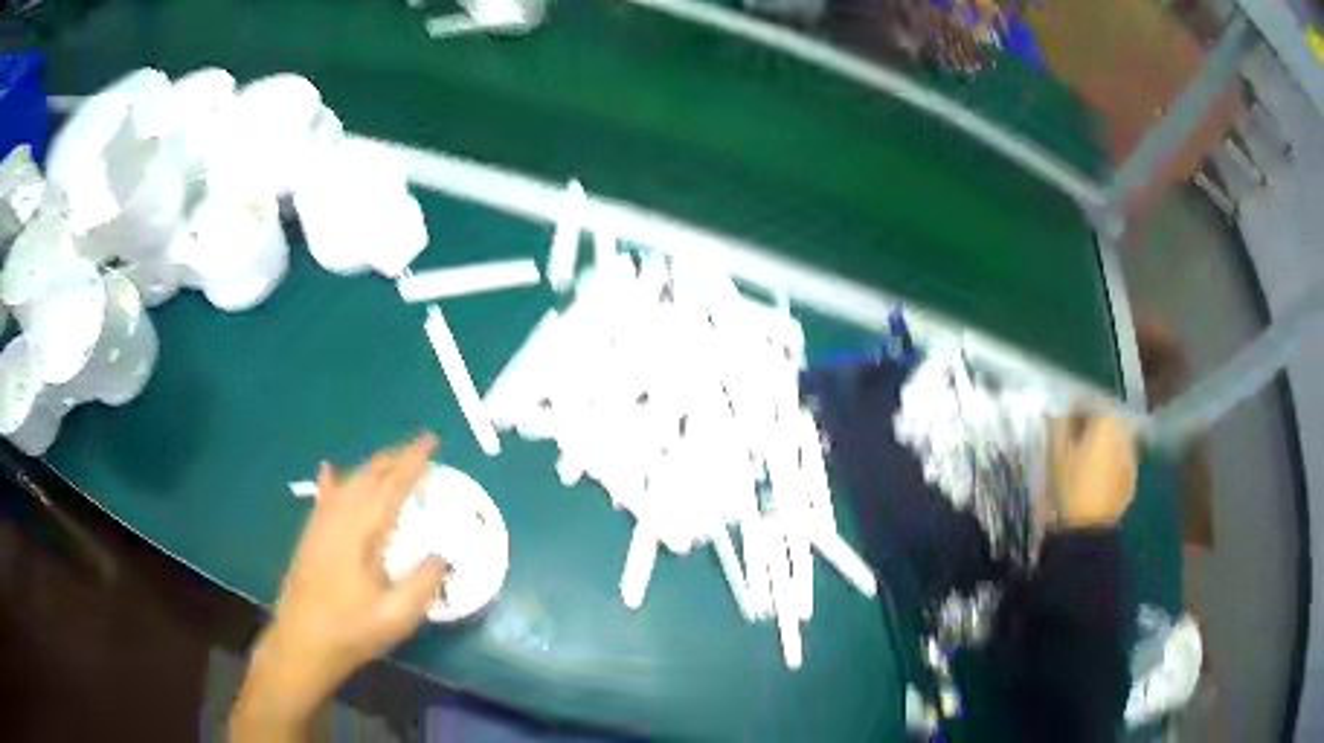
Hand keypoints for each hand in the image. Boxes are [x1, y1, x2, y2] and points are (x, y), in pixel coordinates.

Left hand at [230, 434, 446, 739]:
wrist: (301, 643)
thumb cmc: (351, 631)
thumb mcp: (396, 616)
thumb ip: (422, 583)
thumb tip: (443, 554)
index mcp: (360, 533)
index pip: (391, 486)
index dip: (412, 462)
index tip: (431, 440)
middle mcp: (338, 518)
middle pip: (367, 476)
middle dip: (394, 458)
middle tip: (420, 452)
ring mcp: (319, 525)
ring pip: (347, 482)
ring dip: (372, 468)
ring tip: (392, 463)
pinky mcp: (311, 536)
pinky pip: (325, 497)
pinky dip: (334, 481)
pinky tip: (330, 470)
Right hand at [1052, 416, 1137, 528]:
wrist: (1088, 529)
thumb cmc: (1071, 487)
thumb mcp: (1056, 455)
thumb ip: (1057, 426)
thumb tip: (1055, 410)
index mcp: (1107, 421)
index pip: (1094, 401)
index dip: (1078, 405)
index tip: (1065, 415)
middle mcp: (1125, 433)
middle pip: (1108, 419)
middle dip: (1094, 424)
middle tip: (1077, 436)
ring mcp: (1131, 457)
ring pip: (1117, 440)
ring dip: (1104, 443)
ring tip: (1088, 457)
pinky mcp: (1132, 479)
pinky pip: (1121, 461)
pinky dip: (1111, 462)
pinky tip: (1098, 476)